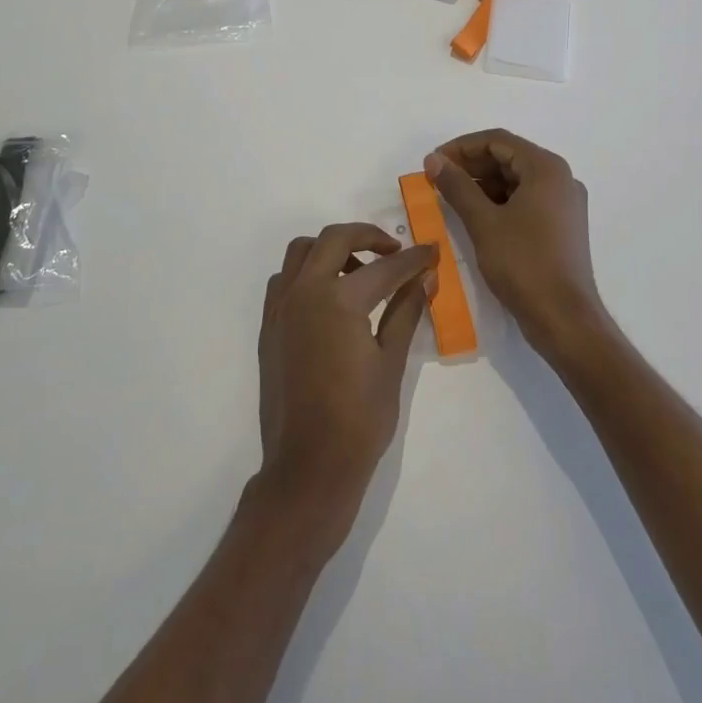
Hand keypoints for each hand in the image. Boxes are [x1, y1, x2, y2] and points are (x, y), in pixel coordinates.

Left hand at [254, 224, 435, 550]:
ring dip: (332, 249)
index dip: (413, 259)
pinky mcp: (269, 325)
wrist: (308, 466)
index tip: (432, 252)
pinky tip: (329, 299)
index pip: (385, 267)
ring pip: (302, 252)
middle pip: (334, 238)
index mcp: (339, 299)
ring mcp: (281, 307)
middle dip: (368, 236)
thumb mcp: (391, 363)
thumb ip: (405, 312)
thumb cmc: (359, 420)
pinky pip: (285, 279)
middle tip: (394, 251)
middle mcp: (304, 291)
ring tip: (359, 273)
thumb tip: (424, 279)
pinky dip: (307, 273)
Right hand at [425, 131, 615, 368]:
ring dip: (482, 184)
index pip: (497, 141)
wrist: (564, 319)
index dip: (461, 148)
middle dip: (471, 166)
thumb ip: (457, 186)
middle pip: (508, 157)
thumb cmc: (524, 264)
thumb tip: (433, 160)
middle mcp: (560, 179)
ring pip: (516, 180)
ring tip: (450, 198)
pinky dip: (499, 202)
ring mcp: (564, 204)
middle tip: (437, 180)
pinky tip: (475, 215)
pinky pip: (526, 200)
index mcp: (546, 169)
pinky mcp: (561, 226)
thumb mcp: (483, 222)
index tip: (433, 163)